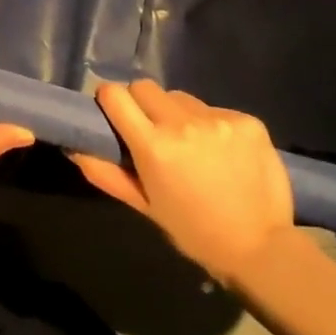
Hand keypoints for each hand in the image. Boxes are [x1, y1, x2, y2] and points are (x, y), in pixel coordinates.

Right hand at [70, 80, 293, 278]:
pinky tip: (223, 152)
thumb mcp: (144, 205)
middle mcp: (183, 123)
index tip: (113, 113)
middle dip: (142, 104)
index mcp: (153, 146)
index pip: (115, 94)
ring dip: (178, 113)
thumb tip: (75, 147)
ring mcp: (219, 119)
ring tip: (192, 145)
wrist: (260, 247)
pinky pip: (214, 109)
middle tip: (152, 131)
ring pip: (181, 97)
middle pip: (145, 87)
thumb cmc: (193, 231)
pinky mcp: (247, 120)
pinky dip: (211, 124)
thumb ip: (105, 173)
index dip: (109, 100)